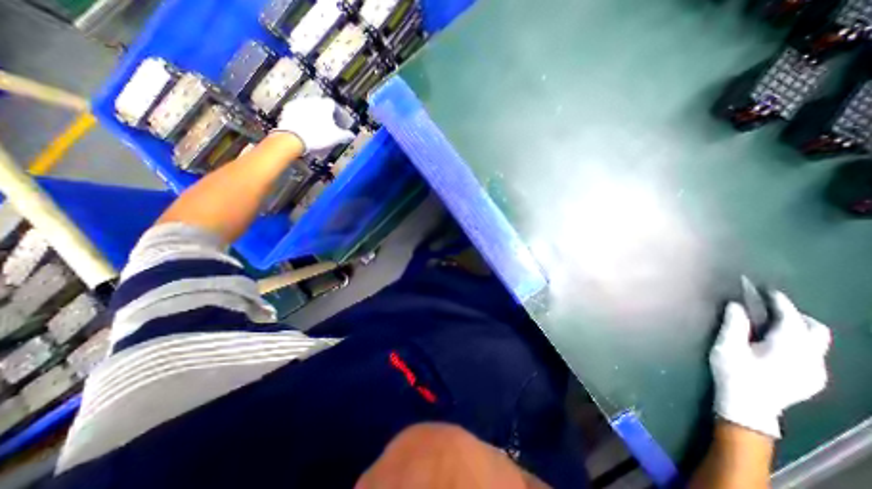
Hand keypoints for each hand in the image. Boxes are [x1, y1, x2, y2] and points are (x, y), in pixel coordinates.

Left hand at [271, 95, 352, 153]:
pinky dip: (303, 118)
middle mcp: (312, 100)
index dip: (338, 114)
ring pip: (310, 108)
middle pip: (321, 105)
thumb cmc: (319, 136)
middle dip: (326, 114)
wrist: (293, 138)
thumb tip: (353, 135)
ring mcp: (298, 103)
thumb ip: (346, 135)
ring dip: (314, 115)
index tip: (340, 122)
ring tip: (316, 127)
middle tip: (329, 125)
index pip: (334, 105)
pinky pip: (299, 112)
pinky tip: (305, 127)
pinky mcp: (288, 109)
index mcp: (325, 105)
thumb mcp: (336, 137)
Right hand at [708, 292, 829, 436]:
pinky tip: (777, 344)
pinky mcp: (814, 379)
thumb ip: (734, 324)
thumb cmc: (734, 372)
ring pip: (817, 343)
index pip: (792, 319)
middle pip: (816, 330)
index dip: (781, 303)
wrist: (748, 406)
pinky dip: (799, 341)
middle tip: (772, 307)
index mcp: (788, 348)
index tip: (769, 291)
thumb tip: (736, 304)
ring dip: (798, 328)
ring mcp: (816, 371)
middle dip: (797, 315)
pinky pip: (813, 353)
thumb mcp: (726, 346)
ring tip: (772, 323)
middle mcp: (811, 358)